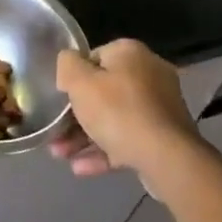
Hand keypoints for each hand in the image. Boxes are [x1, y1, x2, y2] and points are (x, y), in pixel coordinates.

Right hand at [50, 40, 203, 185]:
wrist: (166, 158)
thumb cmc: (117, 112)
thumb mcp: (79, 82)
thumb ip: (67, 65)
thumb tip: (69, 65)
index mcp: (130, 54)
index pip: (93, 58)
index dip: (73, 78)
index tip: (60, 98)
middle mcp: (149, 75)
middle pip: (102, 92)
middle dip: (75, 116)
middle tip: (55, 133)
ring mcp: (159, 108)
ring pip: (113, 119)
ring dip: (84, 137)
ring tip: (60, 155)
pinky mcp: (163, 138)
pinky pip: (127, 139)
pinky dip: (104, 151)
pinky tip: (80, 168)